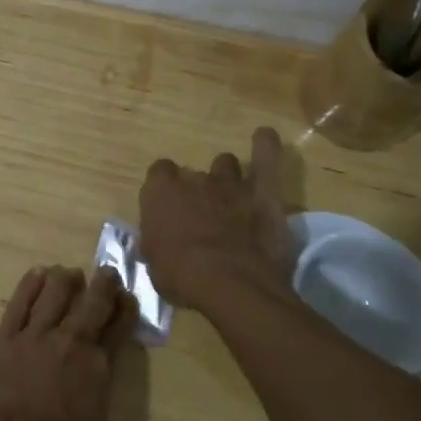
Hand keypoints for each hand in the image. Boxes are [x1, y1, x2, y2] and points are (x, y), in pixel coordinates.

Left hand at [0, 266, 135, 420]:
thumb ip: (98, 386)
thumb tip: (98, 367)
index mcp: (98, 367)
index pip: (118, 328)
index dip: (125, 309)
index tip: (127, 296)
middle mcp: (71, 342)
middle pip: (92, 303)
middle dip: (104, 285)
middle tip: (107, 273)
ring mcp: (36, 335)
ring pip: (55, 293)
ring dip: (66, 279)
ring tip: (69, 274)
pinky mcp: (5, 336)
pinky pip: (20, 302)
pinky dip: (31, 284)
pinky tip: (38, 273)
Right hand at [138, 127, 295, 307]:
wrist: (229, 284)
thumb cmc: (181, 277)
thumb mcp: (154, 264)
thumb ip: (157, 241)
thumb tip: (159, 239)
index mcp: (160, 194)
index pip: (159, 174)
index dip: (165, 190)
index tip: (169, 208)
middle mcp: (193, 180)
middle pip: (193, 175)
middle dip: (197, 191)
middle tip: (202, 217)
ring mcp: (230, 183)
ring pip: (225, 164)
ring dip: (226, 177)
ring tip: (232, 196)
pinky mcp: (263, 192)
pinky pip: (266, 158)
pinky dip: (265, 146)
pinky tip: (265, 136)